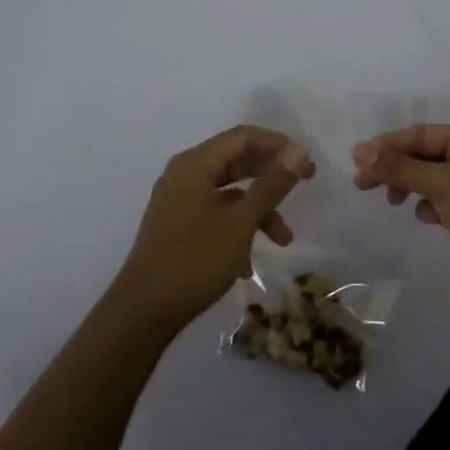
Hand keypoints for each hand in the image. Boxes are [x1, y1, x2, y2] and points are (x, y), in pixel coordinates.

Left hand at [112, 125, 314, 329]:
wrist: (143, 312)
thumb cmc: (195, 261)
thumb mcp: (241, 223)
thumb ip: (270, 185)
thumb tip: (296, 153)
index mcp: (195, 164)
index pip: (243, 137)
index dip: (278, 145)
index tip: (307, 164)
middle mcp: (184, 175)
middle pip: (236, 161)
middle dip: (272, 174)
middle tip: (306, 182)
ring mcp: (179, 201)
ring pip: (229, 192)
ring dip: (259, 210)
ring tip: (284, 240)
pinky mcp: (178, 226)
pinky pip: (216, 214)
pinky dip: (238, 228)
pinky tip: (249, 264)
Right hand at [351, 124, 449, 310]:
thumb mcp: (443, 185)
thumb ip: (401, 167)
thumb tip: (361, 151)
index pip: (422, 134)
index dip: (387, 145)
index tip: (356, 160)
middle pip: (425, 154)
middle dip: (395, 167)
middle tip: (362, 184)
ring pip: (431, 178)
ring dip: (409, 186)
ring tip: (392, 202)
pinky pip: (442, 200)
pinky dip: (429, 205)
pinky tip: (427, 219)